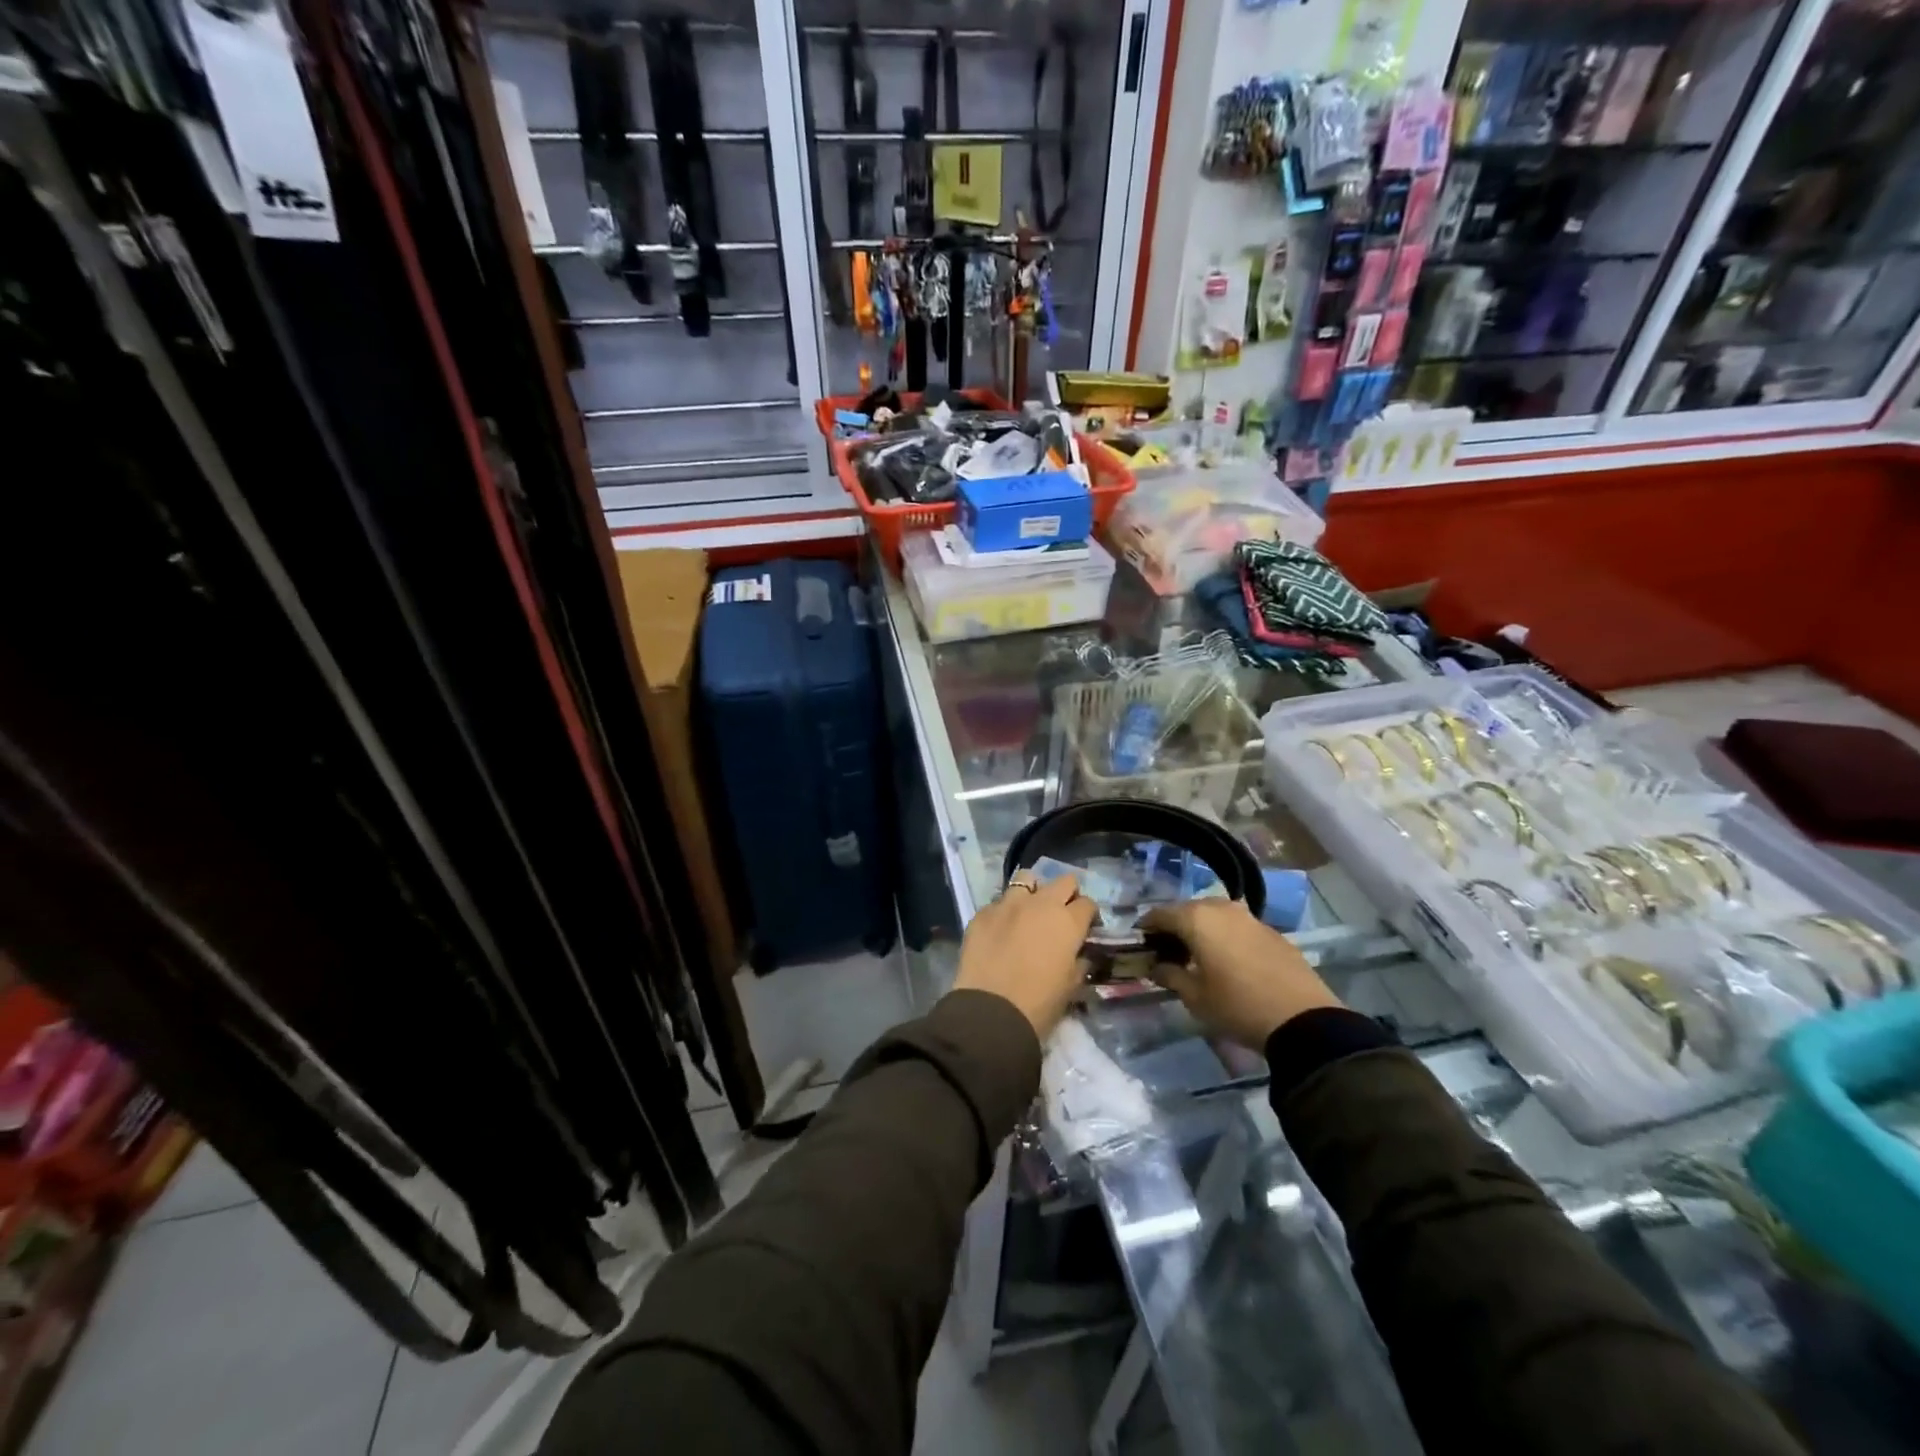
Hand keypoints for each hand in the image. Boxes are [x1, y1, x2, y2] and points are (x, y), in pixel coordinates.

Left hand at [953, 871, 1097, 1041]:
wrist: (991, 1010)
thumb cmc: (1039, 1003)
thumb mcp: (1071, 986)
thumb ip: (1079, 962)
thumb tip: (1080, 954)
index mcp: (1068, 921)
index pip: (1087, 903)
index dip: (1088, 915)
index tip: (1085, 927)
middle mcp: (1040, 903)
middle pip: (1063, 881)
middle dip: (1066, 894)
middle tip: (1061, 914)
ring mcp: (1008, 904)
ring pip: (1026, 879)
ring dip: (1032, 892)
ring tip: (1028, 912)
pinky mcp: (982, 913)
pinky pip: (998, 902)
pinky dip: (1004, 912)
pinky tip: (1000, 931)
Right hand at [1142, 899, 1342, 1048]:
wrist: (1303, 1019)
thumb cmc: (1237, 1006)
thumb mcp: (1195, 997)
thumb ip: (1170, 976)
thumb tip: (1157, 967)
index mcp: (1196, 919)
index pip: (1160, 914)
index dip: (1147, 927)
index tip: (1140, 943)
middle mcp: (1221, 908)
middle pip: (1187, 910)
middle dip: (1174, 927)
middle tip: (1167, 951)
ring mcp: (1249, 917)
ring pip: (1214, 915)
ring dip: (1201, 930)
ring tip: (1197, 955)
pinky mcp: (1271, 931)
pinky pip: (1236, 926)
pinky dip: (1224, 936)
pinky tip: (1227, 959)